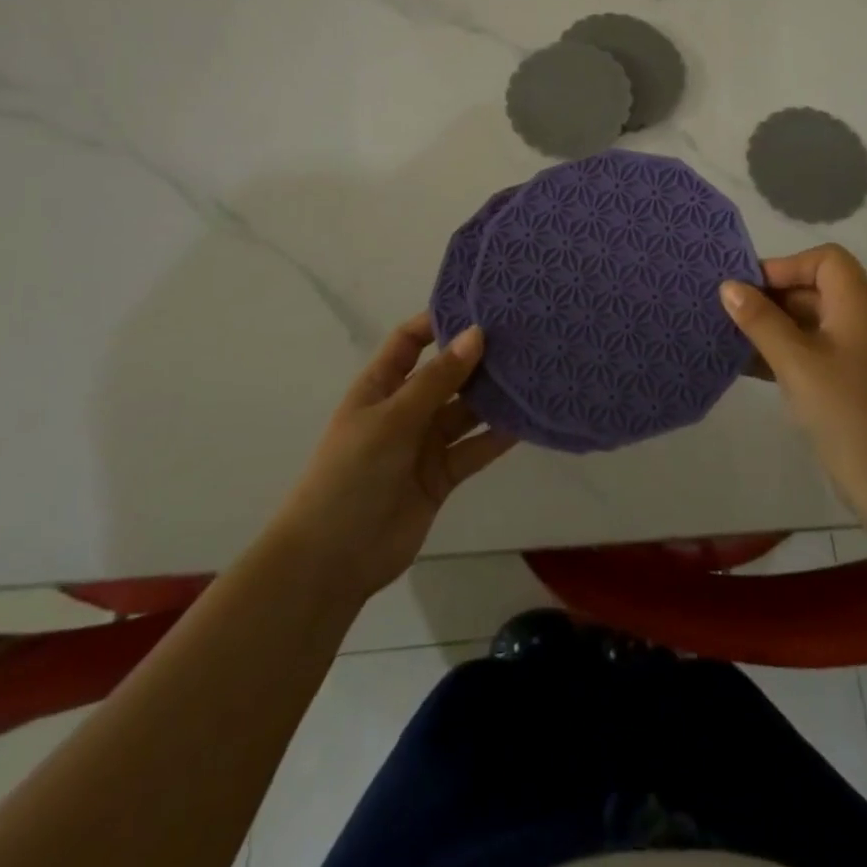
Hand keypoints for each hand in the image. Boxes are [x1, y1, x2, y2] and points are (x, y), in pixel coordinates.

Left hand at [277, 316, 515, 603]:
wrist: (332, 561)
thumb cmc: (351, 475)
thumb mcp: (392, 419)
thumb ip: (438, 380)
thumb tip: (477, 333)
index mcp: (380, 386)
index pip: (410, 341)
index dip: (439, 322)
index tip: (480, 306)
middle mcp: (405, 408)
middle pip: (446, 374)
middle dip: (478, 357)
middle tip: (523, 336)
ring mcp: (424, 443)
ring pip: (466, 411)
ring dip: (494, 396)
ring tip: (534, 371)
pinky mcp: (442, 476)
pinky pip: (475, 448)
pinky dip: (498, 436)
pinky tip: (529, 419)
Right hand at [721, 245, 866, 523]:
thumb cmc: (848, 413)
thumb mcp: (797, 363)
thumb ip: (761, 320)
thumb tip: (729, 286)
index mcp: (858, 305)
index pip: (825, 260)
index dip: (786, 266)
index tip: (749, 290)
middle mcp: (862, 321)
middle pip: (814, 289)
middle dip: (771, 297)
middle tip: (728, 314)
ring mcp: (858, 354)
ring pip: (809, 323)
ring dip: (771, 327)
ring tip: (729, 339)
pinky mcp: (850, 383)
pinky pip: (811, 353)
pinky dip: (782, 353)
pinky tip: (747, 367)